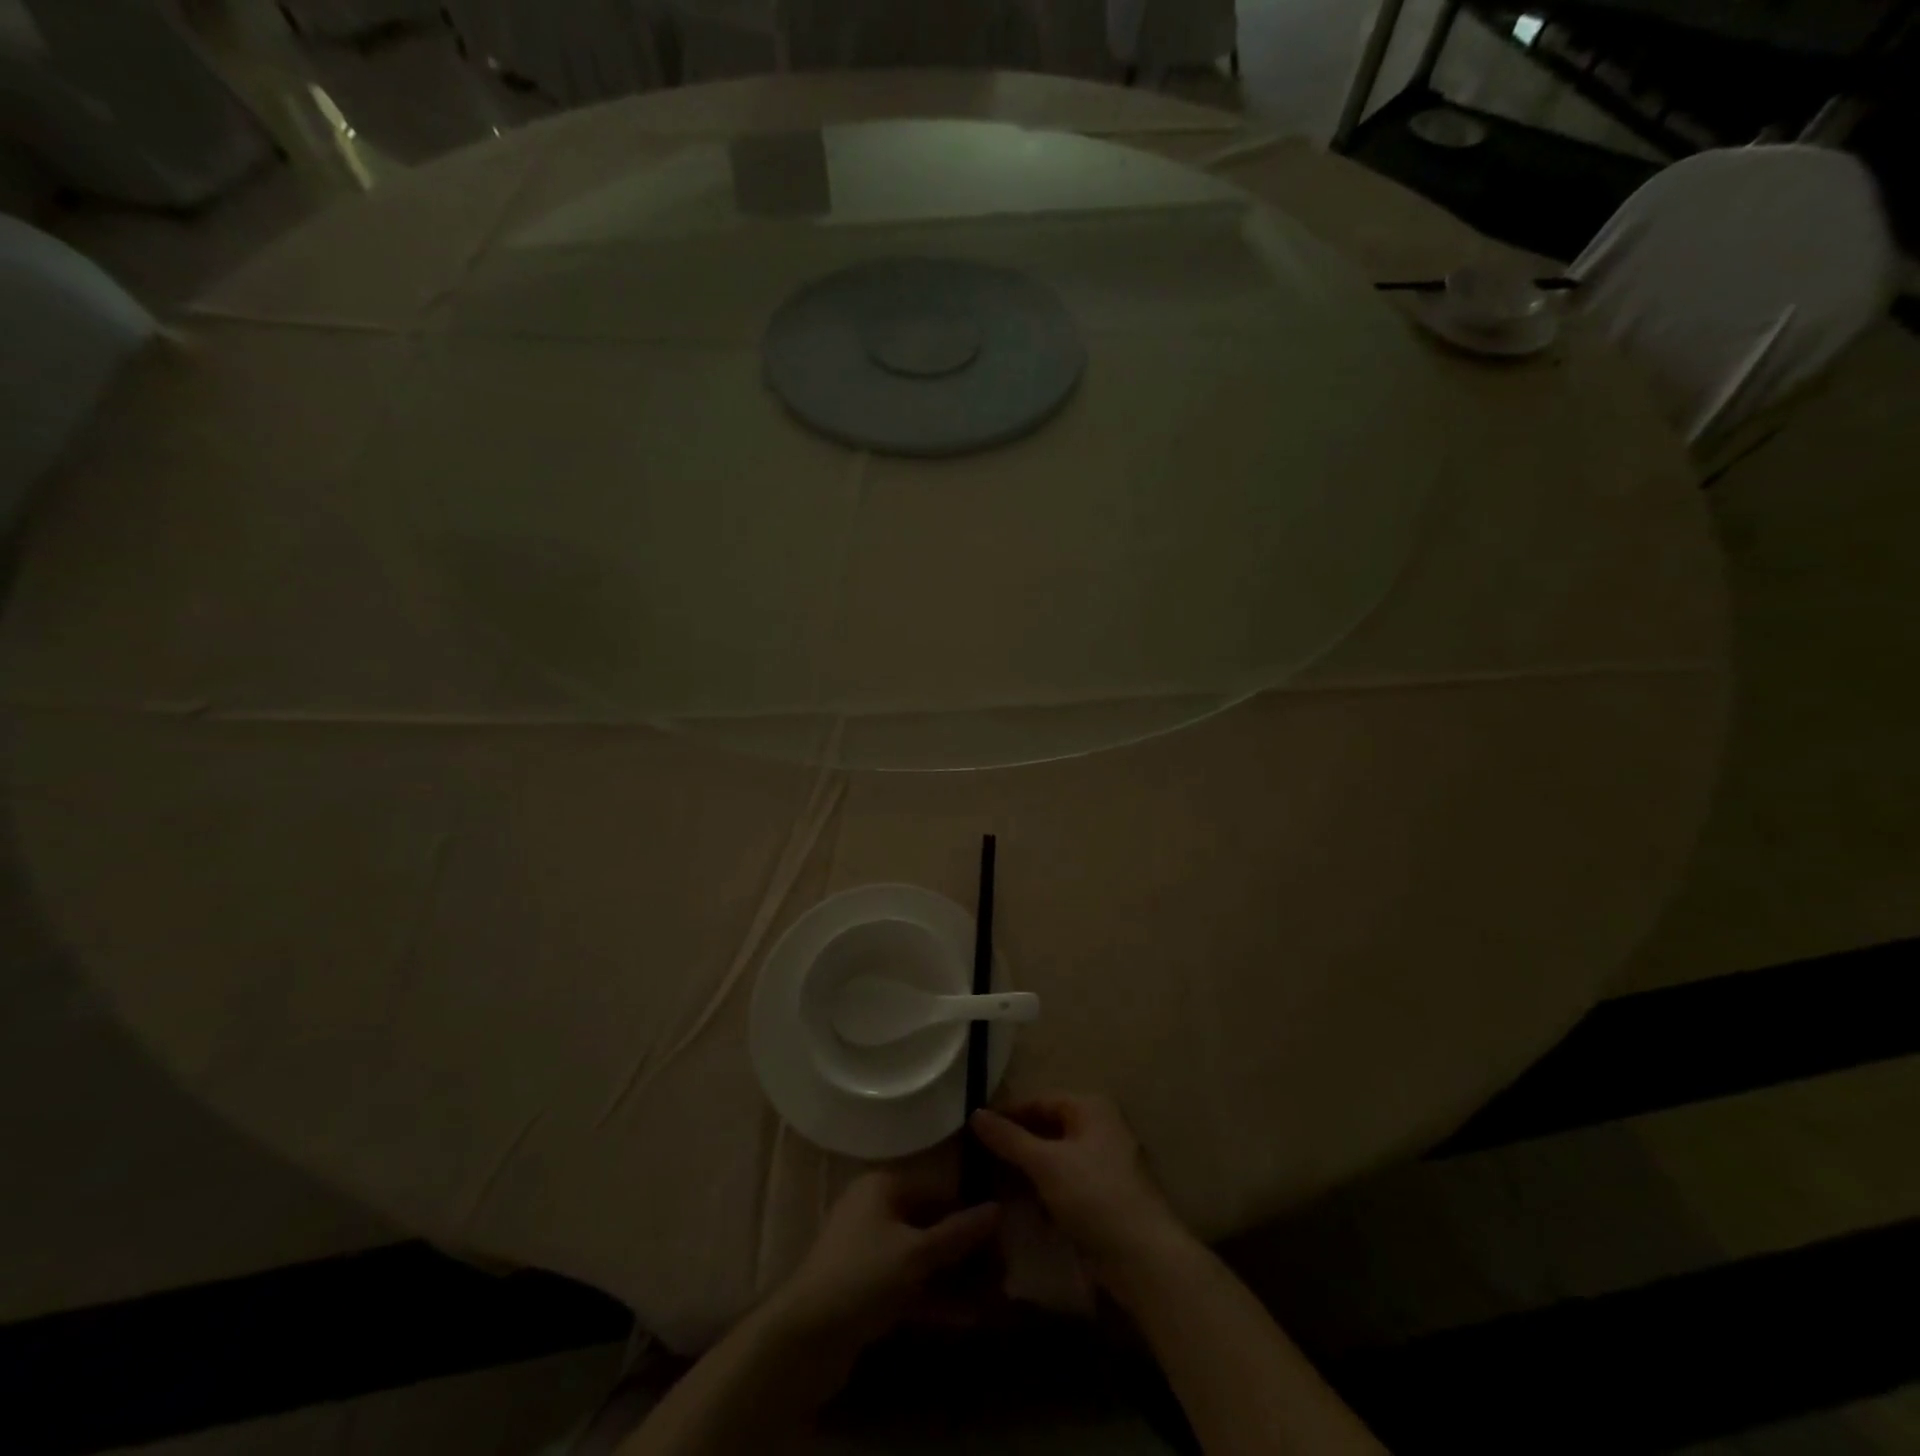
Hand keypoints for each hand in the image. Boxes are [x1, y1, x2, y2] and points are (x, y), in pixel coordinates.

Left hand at [768, 1170, 1000, 1361]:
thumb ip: (958, 1232)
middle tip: (1002, 1267)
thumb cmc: (863, 1275)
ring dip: (954, 1276)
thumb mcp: (916, 1253)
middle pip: (929, 1223)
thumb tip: (998, 1208)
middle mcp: (874, 1211)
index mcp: (882, 1186)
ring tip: (993, 1295)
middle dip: (964, 1248)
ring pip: (921, 1258)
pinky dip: (935, 1297)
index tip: (1002, 1232)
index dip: (969, 1210)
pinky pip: (909, 1285)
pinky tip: (967, 1317)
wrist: (804, 1338)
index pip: (936, 1189)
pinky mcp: (867, 1290)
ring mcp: (869, 1251)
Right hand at [970, 1093, 1184, 1278]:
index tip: (974, 1131)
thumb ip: (1009, 1138)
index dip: (1007, 1114)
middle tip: (979, 1159)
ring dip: (1027, 1170)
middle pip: (1048, 1128)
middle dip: (1015, 1144)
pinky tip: (1021, 1207)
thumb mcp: (1045, 1163)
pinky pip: (1066, 1182)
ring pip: (1055, 1157)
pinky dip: (1044, 1190)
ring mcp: (1105, 1163)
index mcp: (1091, 1107)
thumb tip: (975, 1113)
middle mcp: (1100, 1127)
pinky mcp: (1105, 1196)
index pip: (1039, 1100)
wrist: (1144, 1259)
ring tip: (992, 1183)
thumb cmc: (1094, 1196)